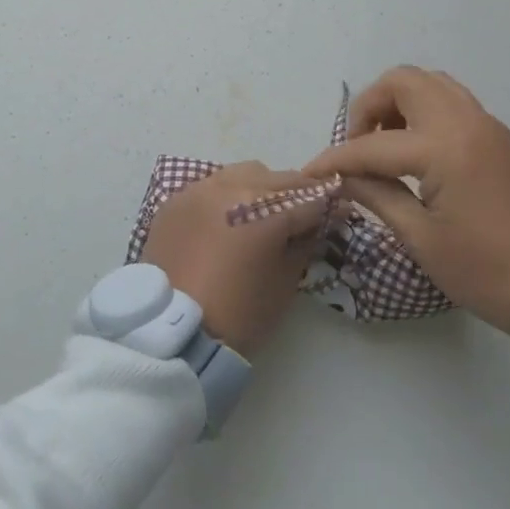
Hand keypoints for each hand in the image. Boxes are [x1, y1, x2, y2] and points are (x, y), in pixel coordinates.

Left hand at [140, 163, 332, 355]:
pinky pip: (211, 186)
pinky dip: (227, 196)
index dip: (329, 207)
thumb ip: (304, 243)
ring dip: (260, 188)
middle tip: (303, 215)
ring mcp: (200, 189)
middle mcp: (233, 187)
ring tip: (262, 214)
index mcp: (266, 209)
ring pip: (244, 173)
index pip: (310, 199)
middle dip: (296, 194)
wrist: (171, 334)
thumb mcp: (285, 282)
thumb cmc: (238, 315)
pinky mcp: (176, 200)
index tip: (338, 213)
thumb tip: (316, 224)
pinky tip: (228, 219)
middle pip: (279, 179)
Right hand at [305, 67, 509, 335]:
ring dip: (398, 102)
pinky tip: (415, 150)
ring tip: (385, 144)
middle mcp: (463, 121)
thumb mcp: (422, 239)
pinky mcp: (496, 135)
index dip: (336, 158)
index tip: (310, 173)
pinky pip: (451, 100)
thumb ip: (377, 196)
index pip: (372, 144)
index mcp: (443, 149)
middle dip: (370, 106)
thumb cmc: (488, 270)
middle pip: (403, 81)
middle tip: (359, 146)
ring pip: (430, 83)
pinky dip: (423, 110)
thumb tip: (343, 177)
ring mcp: (484, 123)